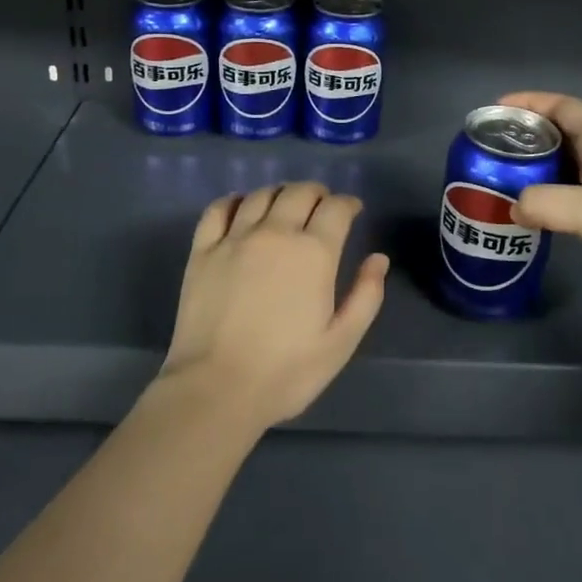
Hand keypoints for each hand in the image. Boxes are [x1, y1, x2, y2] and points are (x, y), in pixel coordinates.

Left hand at [161, 182, 387, 432]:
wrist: (215, 389)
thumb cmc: (286, 372)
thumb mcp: (341, 342)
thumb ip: (366, 296)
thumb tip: (378, 259)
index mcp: (314, 252)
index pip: (336, 208)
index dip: (348, 203)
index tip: (353, 210)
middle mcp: (275, 233)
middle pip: (299, 192)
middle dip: (317, 193)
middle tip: (322, 205)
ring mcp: (235, 238)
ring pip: (261, 195)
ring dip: (280, 193)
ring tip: (285, 205)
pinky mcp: (202, 250)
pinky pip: (218, 209)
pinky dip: (233, 200)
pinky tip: (240, 206)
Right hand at [500, 91, 581, 318]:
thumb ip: (545, 202)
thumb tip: (512, 206)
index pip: (562, 106)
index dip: (529, 102)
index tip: (495, 109)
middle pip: (557, 133)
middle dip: (523, 136)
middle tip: (486, 148)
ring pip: (560, 165)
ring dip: (531, 168)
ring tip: (494, 177)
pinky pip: (566, 194)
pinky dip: (542, 195)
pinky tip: (522, 210)